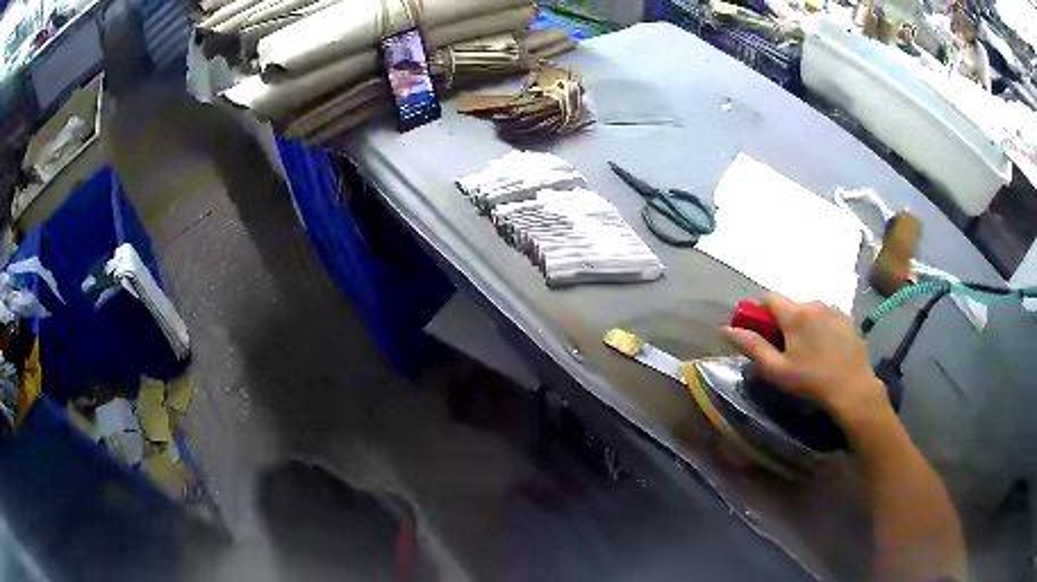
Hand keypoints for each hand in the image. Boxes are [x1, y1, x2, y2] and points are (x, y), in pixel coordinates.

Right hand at [722, 293, 889, 425]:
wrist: (852, 388)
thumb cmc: (811, 381)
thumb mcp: (776, 370)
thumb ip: (751, 346)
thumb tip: (725, 329)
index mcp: (794, 314)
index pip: (768, 297)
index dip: (761, 314)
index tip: (765, 335)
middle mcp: (814, 303)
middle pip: (790, 306)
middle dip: (785, 323)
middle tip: (788, 351)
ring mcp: (833, 309)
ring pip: (810, 311)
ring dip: (804, 325)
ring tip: (810, 353)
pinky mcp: (848, 319)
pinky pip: (827, 317)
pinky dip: (822, 328)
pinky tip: (827, 351)